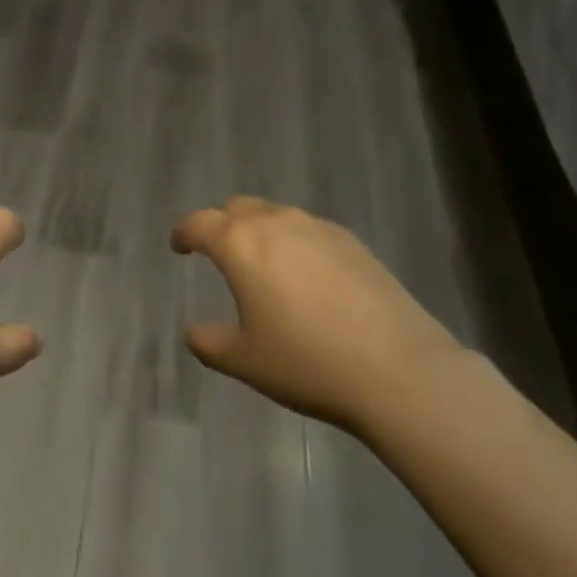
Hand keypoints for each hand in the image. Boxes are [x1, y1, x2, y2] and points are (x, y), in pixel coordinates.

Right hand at [172, 197, 460, 434]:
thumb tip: (193, 332)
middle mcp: (275, 223)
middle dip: (223, 225)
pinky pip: (308, 230)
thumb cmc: (308, 362)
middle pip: (238, 208)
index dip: (184, 233)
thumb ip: (210, 343)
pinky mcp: (350, 240)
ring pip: (275, 215)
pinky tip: (308, 278)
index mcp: (240, 245)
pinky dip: (295, 243)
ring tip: (266, 267)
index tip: (179, 246)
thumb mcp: (246, 361)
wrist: (397, 368)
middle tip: (221, 254)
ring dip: (261, 231)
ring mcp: (316, 227)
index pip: (200, 224)